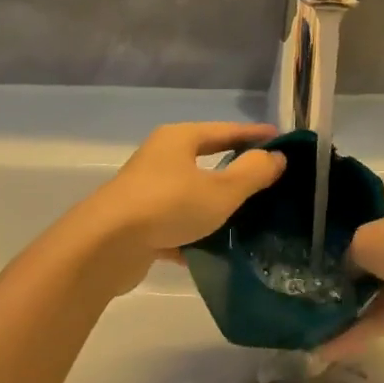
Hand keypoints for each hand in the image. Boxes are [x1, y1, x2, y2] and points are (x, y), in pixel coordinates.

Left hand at [70, 122, 285, 287]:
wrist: (104, 247)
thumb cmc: (168, 206)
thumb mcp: (220, 191)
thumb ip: (252, 173)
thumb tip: (275, 157)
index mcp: (180, 139)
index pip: (225, 131)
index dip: (254, 135)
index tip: (279, 140)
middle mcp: (160, 158)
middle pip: (205, 159)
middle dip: (234, 169)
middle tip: (266, 179)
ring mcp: (145, 191)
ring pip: (189, 194)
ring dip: (213, 205)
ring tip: (246, 219)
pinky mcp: (136, 224)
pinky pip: (174, 224)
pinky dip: (193, 234)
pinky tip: (212, 252)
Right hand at [321, 179, 383, 359]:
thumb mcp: (369, 238)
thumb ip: (348, 251)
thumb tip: (345, 268)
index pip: (369, 199)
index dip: (343, 216)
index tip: (316, 237)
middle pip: (374, 244)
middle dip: (345, 266)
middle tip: (309, 282)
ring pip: (382, 281)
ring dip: (352, 303)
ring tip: (314, 322)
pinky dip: (367, 325)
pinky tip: (333, 346)